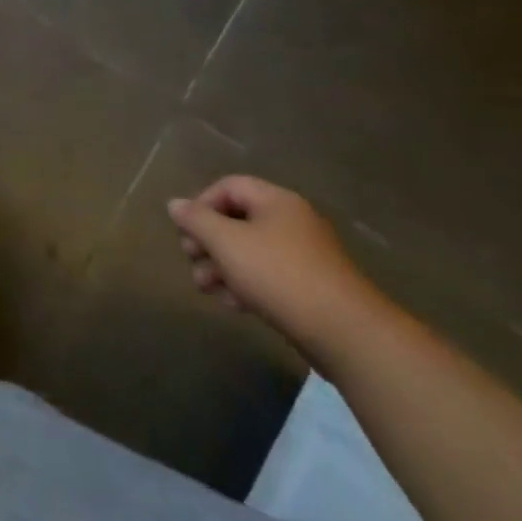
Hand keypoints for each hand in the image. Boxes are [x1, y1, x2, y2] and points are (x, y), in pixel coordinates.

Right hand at [168, 176, 387, 361]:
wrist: (346, 334)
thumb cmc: (279, 275)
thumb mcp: (227, 242)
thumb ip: (196, 220)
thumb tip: (175, 204)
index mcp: (276, 201)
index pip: (228, 186)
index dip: (201, 204)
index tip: (187, 231)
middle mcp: (291, 222)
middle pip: (236, 220)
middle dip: (208, 241)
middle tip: (192, 260)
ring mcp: (303, 256)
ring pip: (249, 251)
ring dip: (221, 267)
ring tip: (206, 288)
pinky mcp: (310, 288)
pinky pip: (268, 276)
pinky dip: (246, 285)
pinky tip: (234, 305)